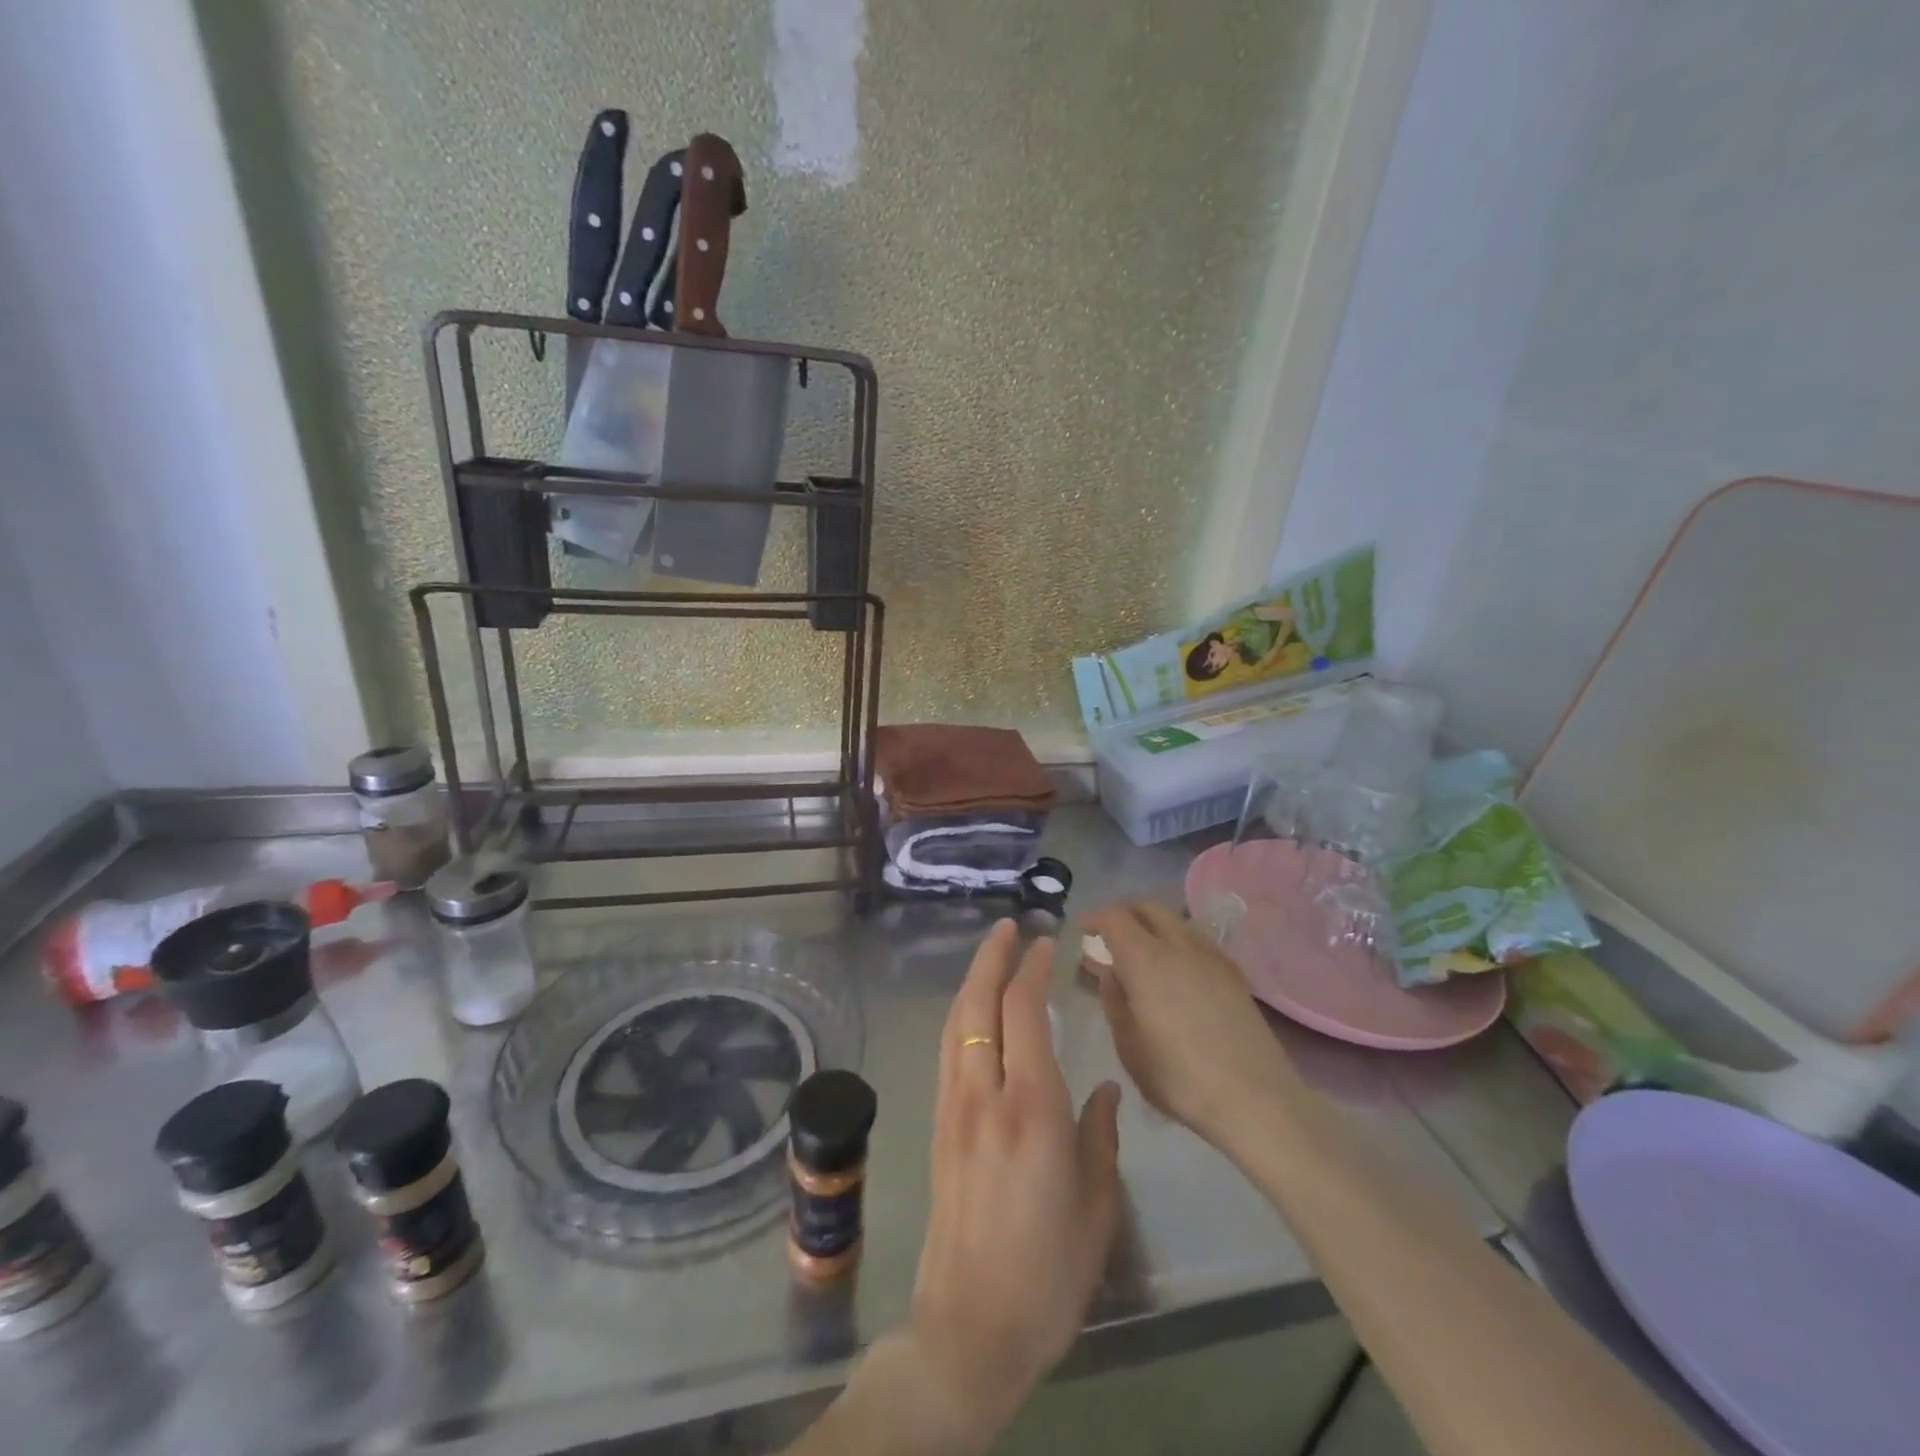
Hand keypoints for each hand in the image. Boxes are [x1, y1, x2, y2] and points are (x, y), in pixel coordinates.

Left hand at [906, 920, 1121, 1449]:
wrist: (970, 1327)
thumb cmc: (1048, 1273)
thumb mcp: (1097, 1208)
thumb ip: (1101, 1137)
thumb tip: (1106, 1090)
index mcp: (1031, 1109)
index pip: (1023, 1012)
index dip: (1032, 969)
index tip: (1046, 942)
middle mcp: (984, 1095)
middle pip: (979, 1005)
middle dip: (992, 958)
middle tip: (1009, 927)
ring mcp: (954, 1109)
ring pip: (956, 1024)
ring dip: (972, 981)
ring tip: (991, 955)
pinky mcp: (938, 1127)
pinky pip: (948, 1051)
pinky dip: (961, 1016)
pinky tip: (973, 1014)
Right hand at [1085, 901, 1297, 1152]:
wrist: (1256, 1099)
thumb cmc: (1179, 1077)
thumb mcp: (1128, 1046)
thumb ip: (1114, 1001)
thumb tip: (1110, 973)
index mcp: (1145, 958)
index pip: (1114, 917)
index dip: (1095, 919)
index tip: (1083, 932)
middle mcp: (1179, 945)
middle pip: (1149, 908)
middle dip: (1125, 915)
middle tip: (1110, 938)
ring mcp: (1212, 956)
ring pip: (1176, 921)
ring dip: (1154, 926)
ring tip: (1143, 954)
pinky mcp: (1235, 973)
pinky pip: (1198, 940)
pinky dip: (1178, 942)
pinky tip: (1176, 972)